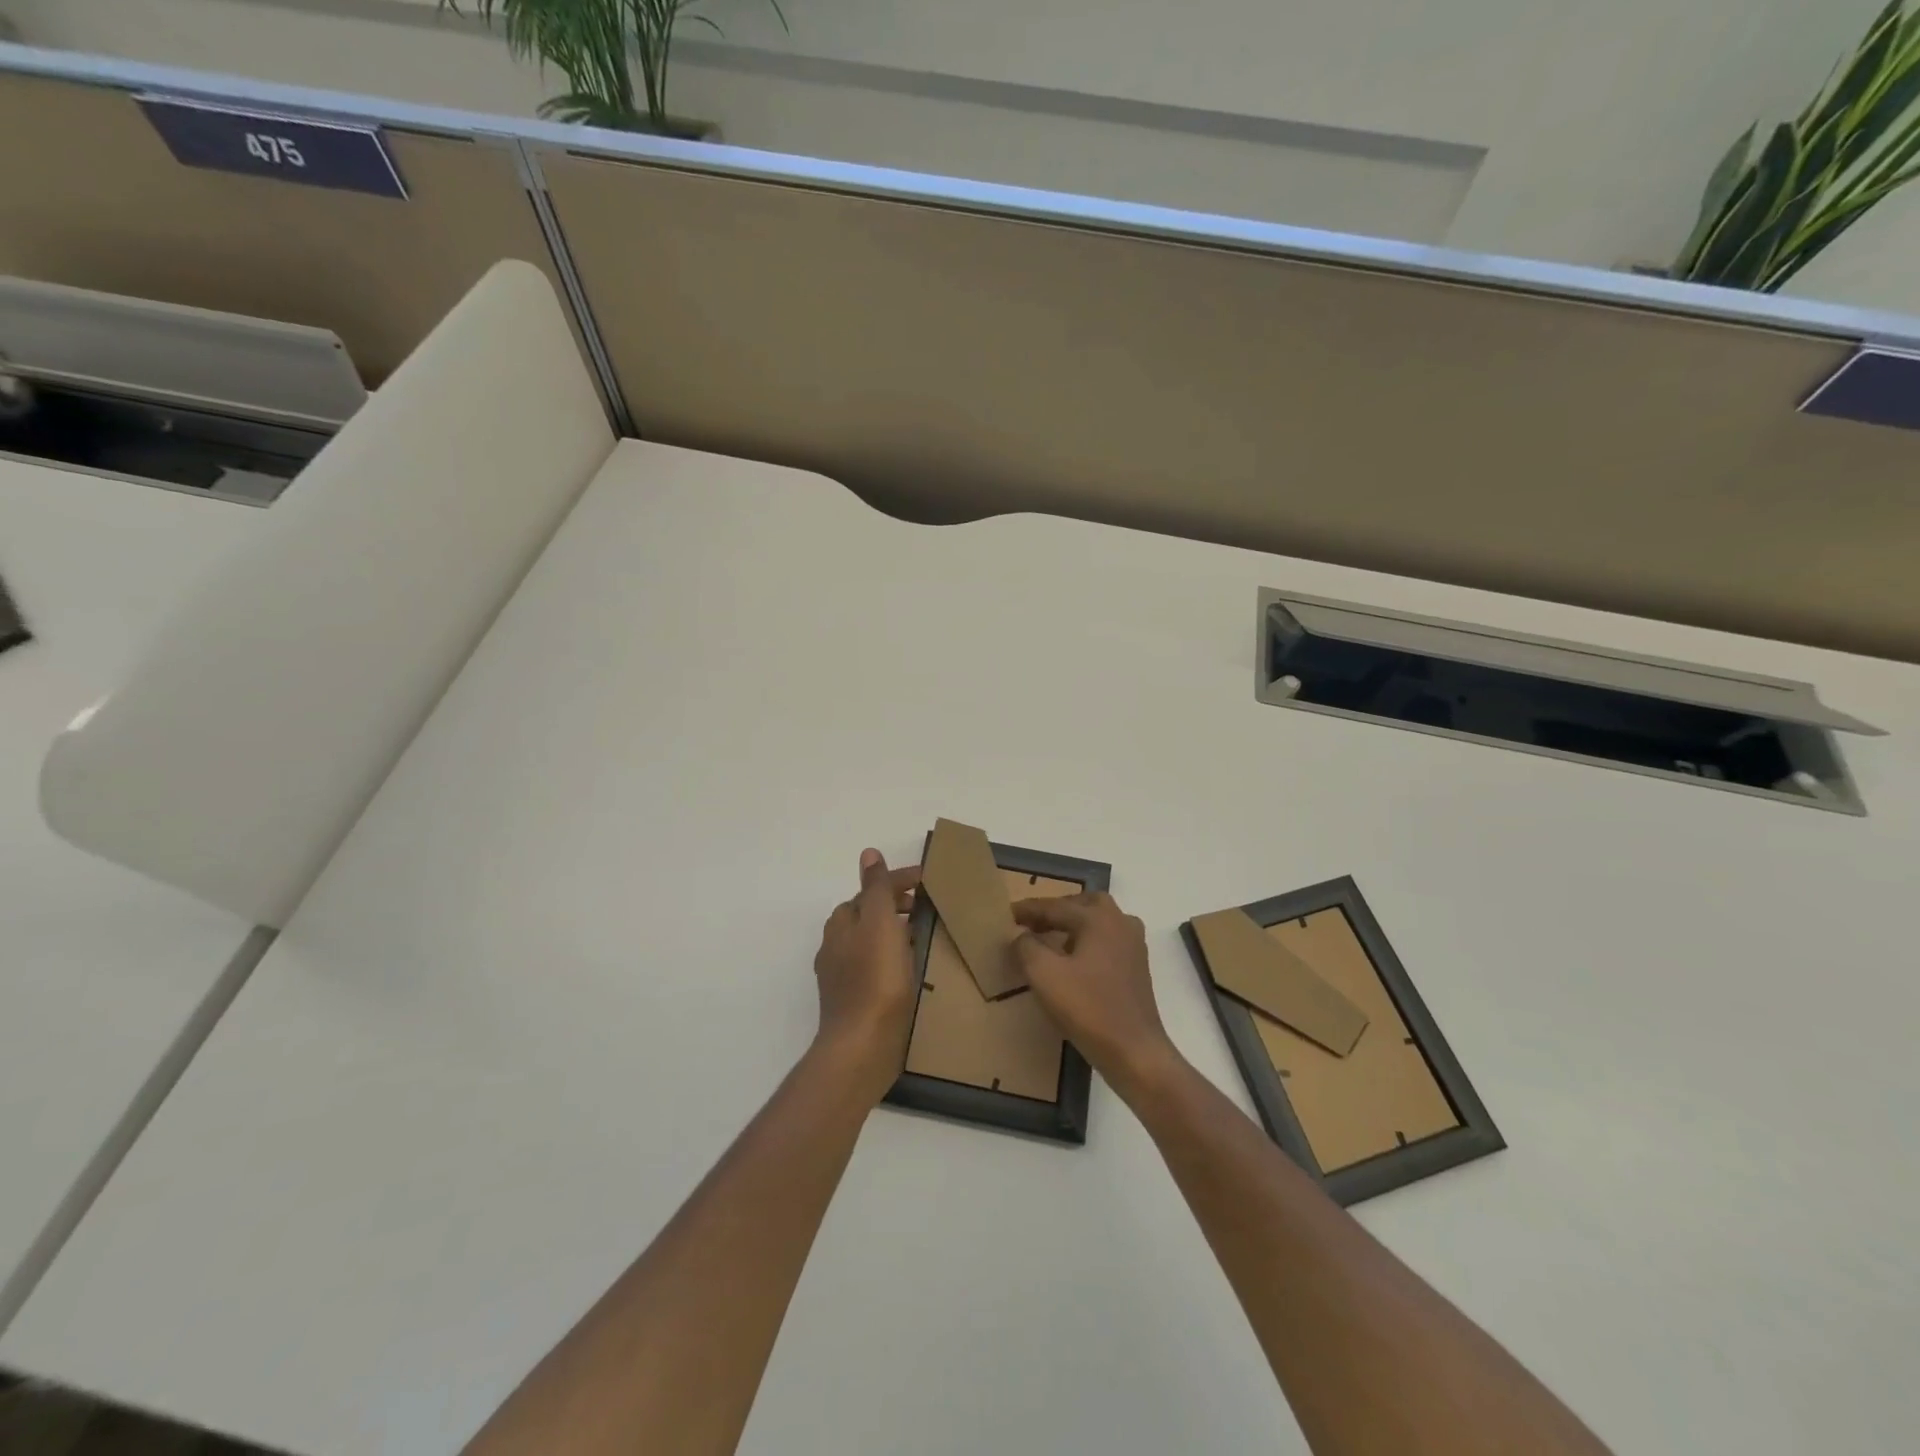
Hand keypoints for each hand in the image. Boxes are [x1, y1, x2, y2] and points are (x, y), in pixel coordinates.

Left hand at [812, 849, 921, 1101]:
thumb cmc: (874, 979)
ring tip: (924, 937)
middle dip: (895, 906)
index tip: (929, 882)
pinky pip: (876, 968)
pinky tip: (911, 971)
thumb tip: (868, 853)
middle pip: (867, 915)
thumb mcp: (879, 923)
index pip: (870, 890)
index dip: (898, 881)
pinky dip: (893, 959)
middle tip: (928, 909)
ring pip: (871, 942)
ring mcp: (843, 977)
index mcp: (841, 924)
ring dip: (895, 933)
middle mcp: (836, 947)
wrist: (862, 1047)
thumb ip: (875, 888)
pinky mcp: (855, 1003)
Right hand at [1011, 891, 1180, 1101]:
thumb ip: (1027, 947)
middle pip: (1083, 905)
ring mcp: (1133, 945)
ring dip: (1074, 924)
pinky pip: (1107, 940)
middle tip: (1033, 922)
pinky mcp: (1137, 967)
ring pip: (1099, 921)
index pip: (1056, 907)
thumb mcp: (1044, 975)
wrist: (1135, 1052)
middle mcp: (1120, 923)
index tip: (1007, 913)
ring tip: (1050, 939)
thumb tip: (1022, 935)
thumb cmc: (1088, 1009)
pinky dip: (1088, 941)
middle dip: (1057, 910)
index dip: (1029, 910)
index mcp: (1099, 919)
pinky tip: (1074, 961)